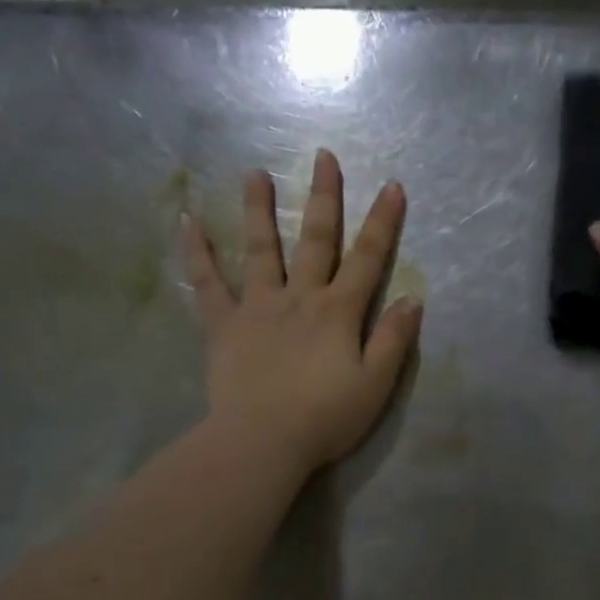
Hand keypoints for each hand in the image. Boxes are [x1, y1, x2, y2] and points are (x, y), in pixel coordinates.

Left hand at [185, 150, 421, 477]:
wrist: (262, 442)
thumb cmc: (325, 418)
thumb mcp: (375, 384)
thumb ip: (393, 339)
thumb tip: (412, 298)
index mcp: (338, 312)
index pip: (368, 259)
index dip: (383, 222)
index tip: (392, 185)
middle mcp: (300, 298)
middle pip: (315, 240)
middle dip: (324, 198)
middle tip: (322, 157)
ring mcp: (258, 307)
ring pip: (260, 250)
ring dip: (259, 210)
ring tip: (254, 174)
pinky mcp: (223, 326)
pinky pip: (207, 284)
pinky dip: (197, 253)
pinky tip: (188, 223)